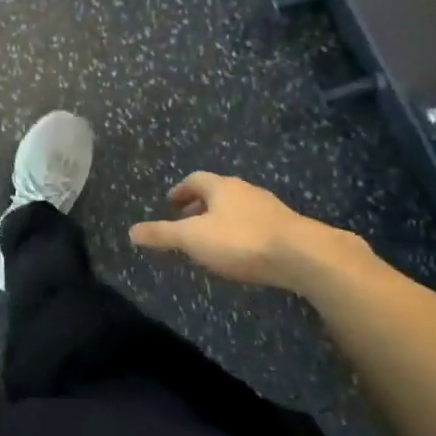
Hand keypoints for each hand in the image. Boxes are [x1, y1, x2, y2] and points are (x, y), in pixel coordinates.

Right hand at [129, 172, 375, 293]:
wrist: (304, 256)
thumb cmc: (241, 241)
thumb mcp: (193, 239)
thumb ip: (162, 235)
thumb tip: (131, 231)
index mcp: (221, 187)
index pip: (195, 180)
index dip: (180, 191)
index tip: (170, 203)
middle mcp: (246, 190)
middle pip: (218, 192)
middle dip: (200, 206)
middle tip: (187, 222)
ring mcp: (270, 208)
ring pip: (239, 208)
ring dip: (222, 220)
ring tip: (212, 240)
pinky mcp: (288, 228)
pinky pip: (257, 224)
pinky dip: (243, 233)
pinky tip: (243, 253)